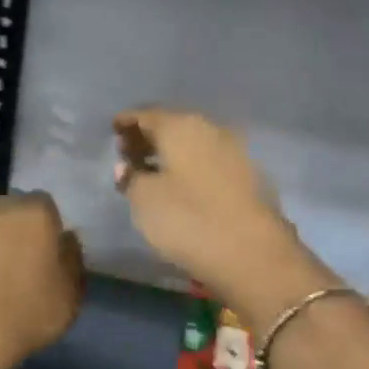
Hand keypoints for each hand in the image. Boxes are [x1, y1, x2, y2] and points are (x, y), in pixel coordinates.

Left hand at [0, 185, 83, 368]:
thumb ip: (72, 260)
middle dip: (14, 216)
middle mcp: (0, 210)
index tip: (47, 241)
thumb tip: (67, 239)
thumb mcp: (70, 295)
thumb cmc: (28, 314)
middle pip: (9, 202)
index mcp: (36, 215)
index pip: (45, 202)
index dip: (46, 220)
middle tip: (18, 243)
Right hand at [112, 108, 312, 311]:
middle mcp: (209, 128)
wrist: (254, 254)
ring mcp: (234, 150)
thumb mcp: (145, 201)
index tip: (113, 129)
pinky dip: (191, 165)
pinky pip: (209, 160)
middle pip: (172, 125)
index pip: (146, 114)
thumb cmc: (189, 221)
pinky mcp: (249, 175)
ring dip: (171, 152)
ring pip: (193, 142)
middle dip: (149, 136)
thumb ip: (131, 178)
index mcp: (180, 127)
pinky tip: (181, 184)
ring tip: (151, 170)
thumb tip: (126, 166)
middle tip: (128, 152)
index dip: (127, 121)